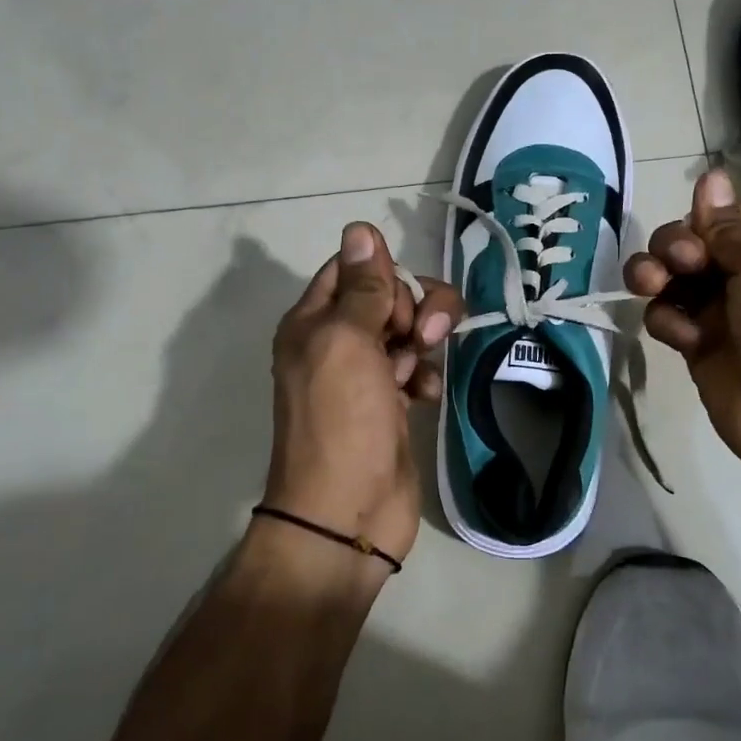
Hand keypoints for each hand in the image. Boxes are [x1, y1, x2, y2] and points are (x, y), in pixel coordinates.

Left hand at [264, 222, 462, 566]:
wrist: (348, 512)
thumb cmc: (342, 420)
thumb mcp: (347, 342)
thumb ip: (361, 287)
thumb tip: (360, 228)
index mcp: (313, 322)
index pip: (352, 269)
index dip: (383, 275)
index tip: (398, 302)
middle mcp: (336, 343)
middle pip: (387, 296)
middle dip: (414, 308)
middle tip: (422, 338)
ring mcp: (366, 376)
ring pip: (408, 331)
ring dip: (425, 342)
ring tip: (422, 371)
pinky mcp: (392, 404)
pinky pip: (418, 370)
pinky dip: (426, 377)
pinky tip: (427, 397)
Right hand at [624, 169, 740, 492]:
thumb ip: (729, 224)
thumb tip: (710, 175)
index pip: (733, 212)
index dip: (710, 217)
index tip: (703, 233)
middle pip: (692, 239)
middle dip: (675, 246)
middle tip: (682, 265)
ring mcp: (719, 307)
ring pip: (670, 275)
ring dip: (654, 276)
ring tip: (651, 288)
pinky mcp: (696, 341)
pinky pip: (666, 315)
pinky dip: (667, 322)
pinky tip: (685, 339)